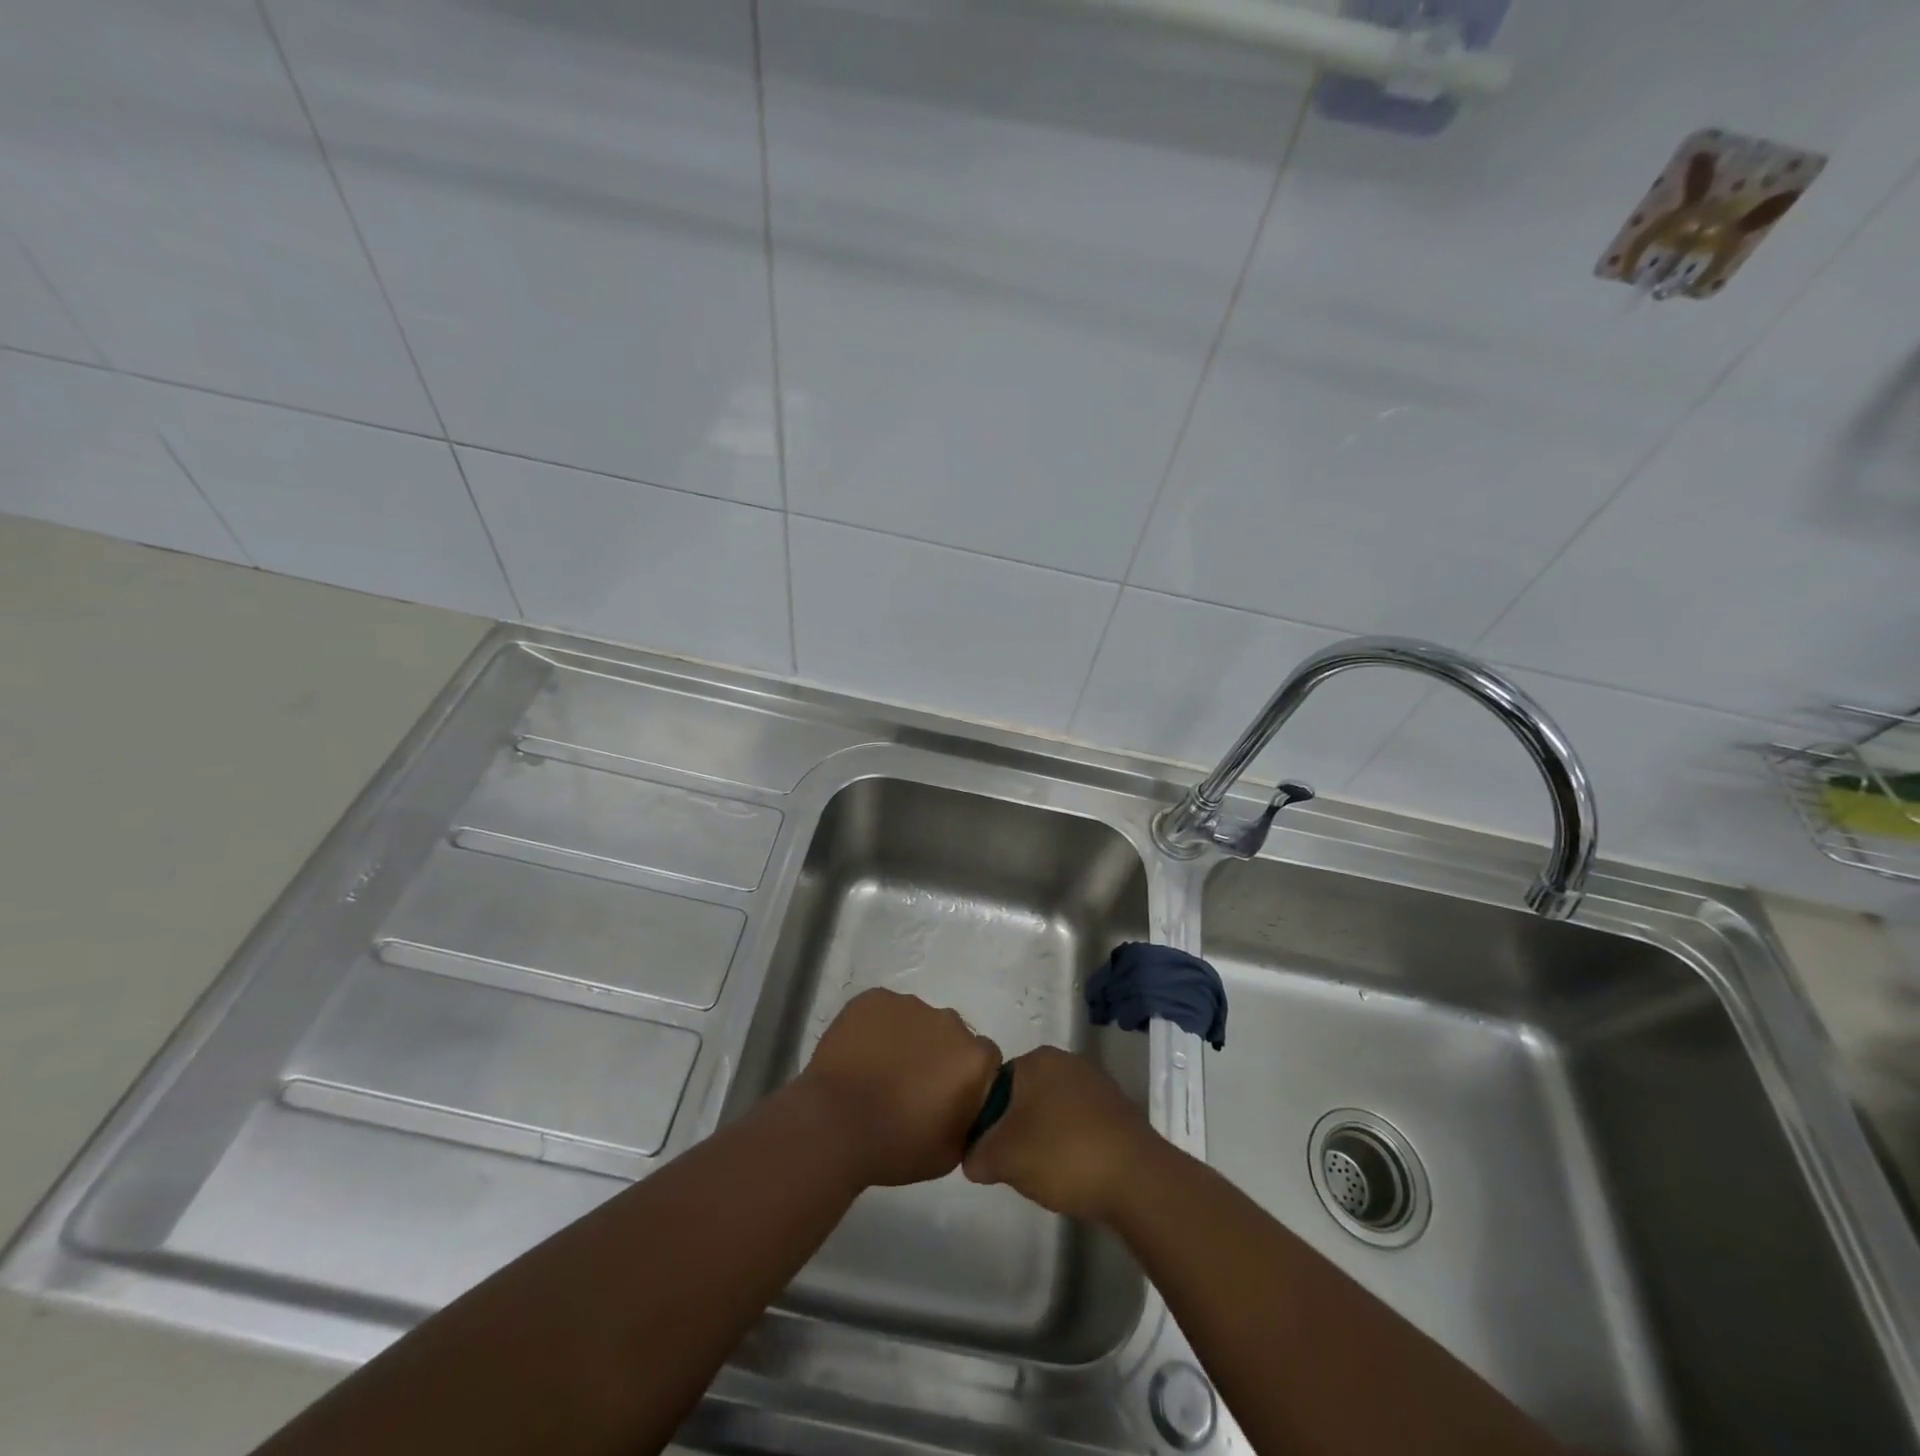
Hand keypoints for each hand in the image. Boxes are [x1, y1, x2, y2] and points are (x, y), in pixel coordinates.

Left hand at [795, 988, 1000, 1189]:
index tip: (947, 1095)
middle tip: (911, 1084)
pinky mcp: (874, 998)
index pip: (984, 1058)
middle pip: (950, 1034)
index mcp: (972, 1058)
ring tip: (880, 1070)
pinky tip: (861, 1054)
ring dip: (907, 1039)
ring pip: (916, 1020)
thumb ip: (971, 1119)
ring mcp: (908, 1005)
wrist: (833, 1125)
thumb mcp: (951, 1152)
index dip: (967, 1076)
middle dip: (937, 1054)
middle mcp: (948, 1021)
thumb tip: (968, 1104)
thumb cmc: (896, 1146)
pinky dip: (877, 1027)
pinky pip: (884, 1011)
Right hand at [961, 1045, 1155, 1222]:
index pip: (997, 1084)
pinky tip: (1073, 1173)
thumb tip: (973, 1158)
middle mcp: (1067, 1061)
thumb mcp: (1003, 1158)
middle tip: (1014, 1165)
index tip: (990, 1151)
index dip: (988, 1120)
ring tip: (1045, 1174)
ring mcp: (1097, 1084)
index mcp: (1038, 1059)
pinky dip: (1073, 1145)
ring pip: (1055, 1111)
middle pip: (1027, 1096)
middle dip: (1018, 1129)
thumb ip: (978, 1154)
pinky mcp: (1119, 1111)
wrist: (1136, 1180)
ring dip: (1046, 1138)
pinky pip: (1082, 1124)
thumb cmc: (1062, 1154)